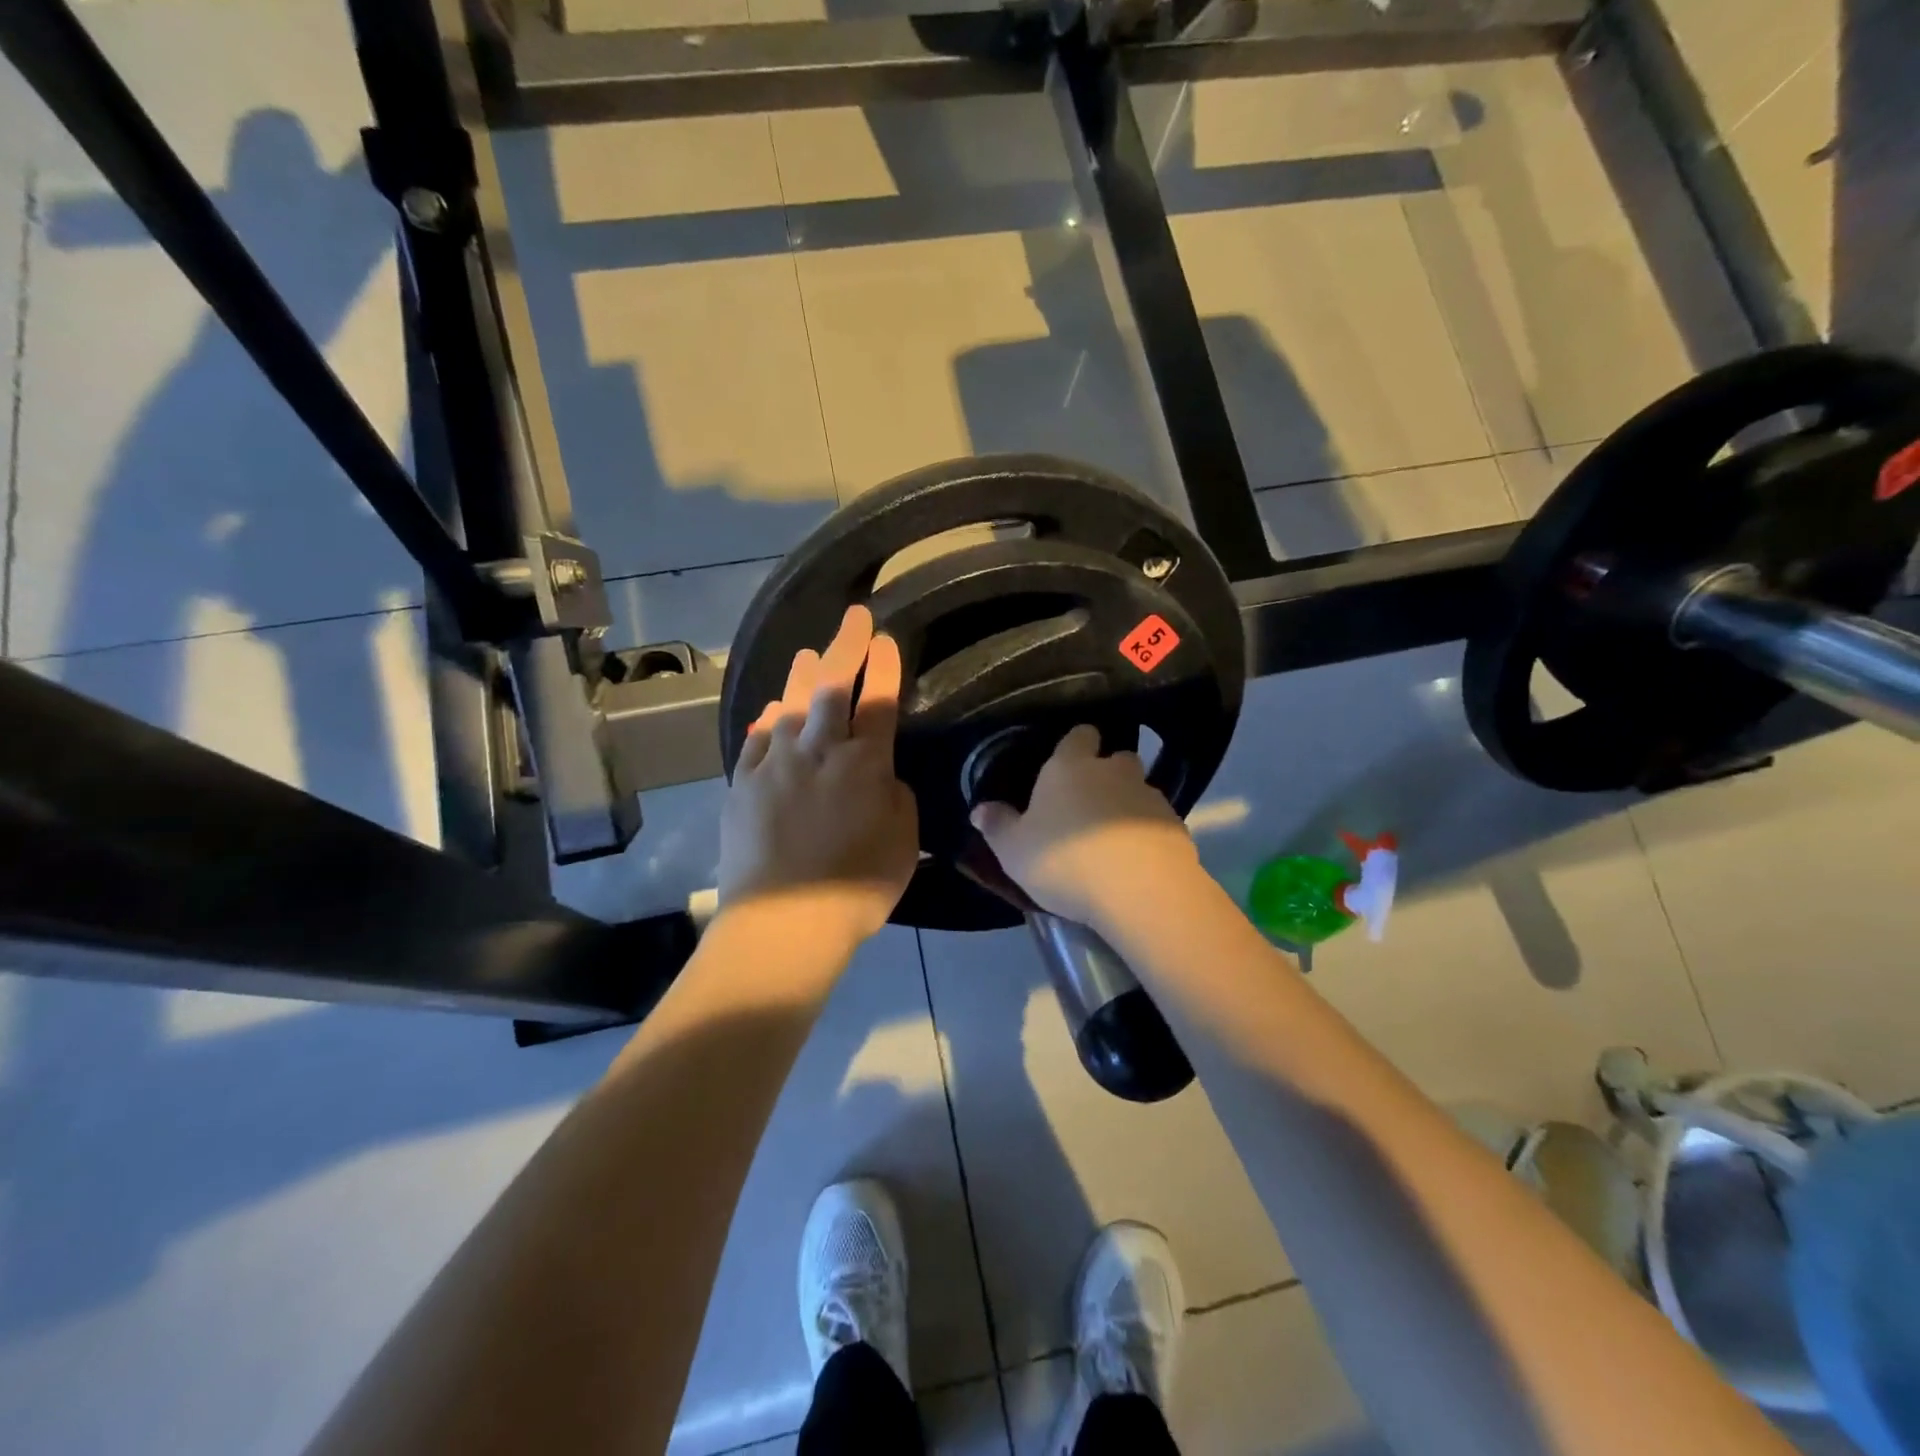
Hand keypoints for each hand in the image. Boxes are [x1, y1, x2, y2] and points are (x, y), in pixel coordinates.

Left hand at [718, 606, 919, 947]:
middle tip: (853, 618)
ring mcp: (775, 764)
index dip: (884, 666)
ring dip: (804, 675)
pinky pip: (758, 738)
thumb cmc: (855, 886)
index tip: (887, 639)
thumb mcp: (903, 842)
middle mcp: (818, 750)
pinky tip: (774, 711)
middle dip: (845, 647)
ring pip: (790, 704)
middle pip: (832, 687)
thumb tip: (880, 775)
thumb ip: (896, 797)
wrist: (784, 921)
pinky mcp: (742, 783)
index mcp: (864, 763)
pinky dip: (769, 719)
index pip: (878, 701)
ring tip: (810, 654)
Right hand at [969, 724, 1200, 929]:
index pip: (1079, 735)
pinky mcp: (1177, 826)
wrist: (1141, 891)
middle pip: (1116, 758)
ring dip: (1128, 805)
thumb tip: (979, 808)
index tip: (1066, 763)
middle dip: (1106, 773)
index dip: (1075, 745)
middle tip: (1088, 803)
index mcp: (1070, 767)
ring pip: (1139, 789)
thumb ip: (997, 826)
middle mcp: (1113, 771)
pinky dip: (1147, 833)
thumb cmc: (1065, 861)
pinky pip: (1157, 822)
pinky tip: (1136, 860)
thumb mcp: (1014, 850)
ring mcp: (1150, 796)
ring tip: (1113, 838)